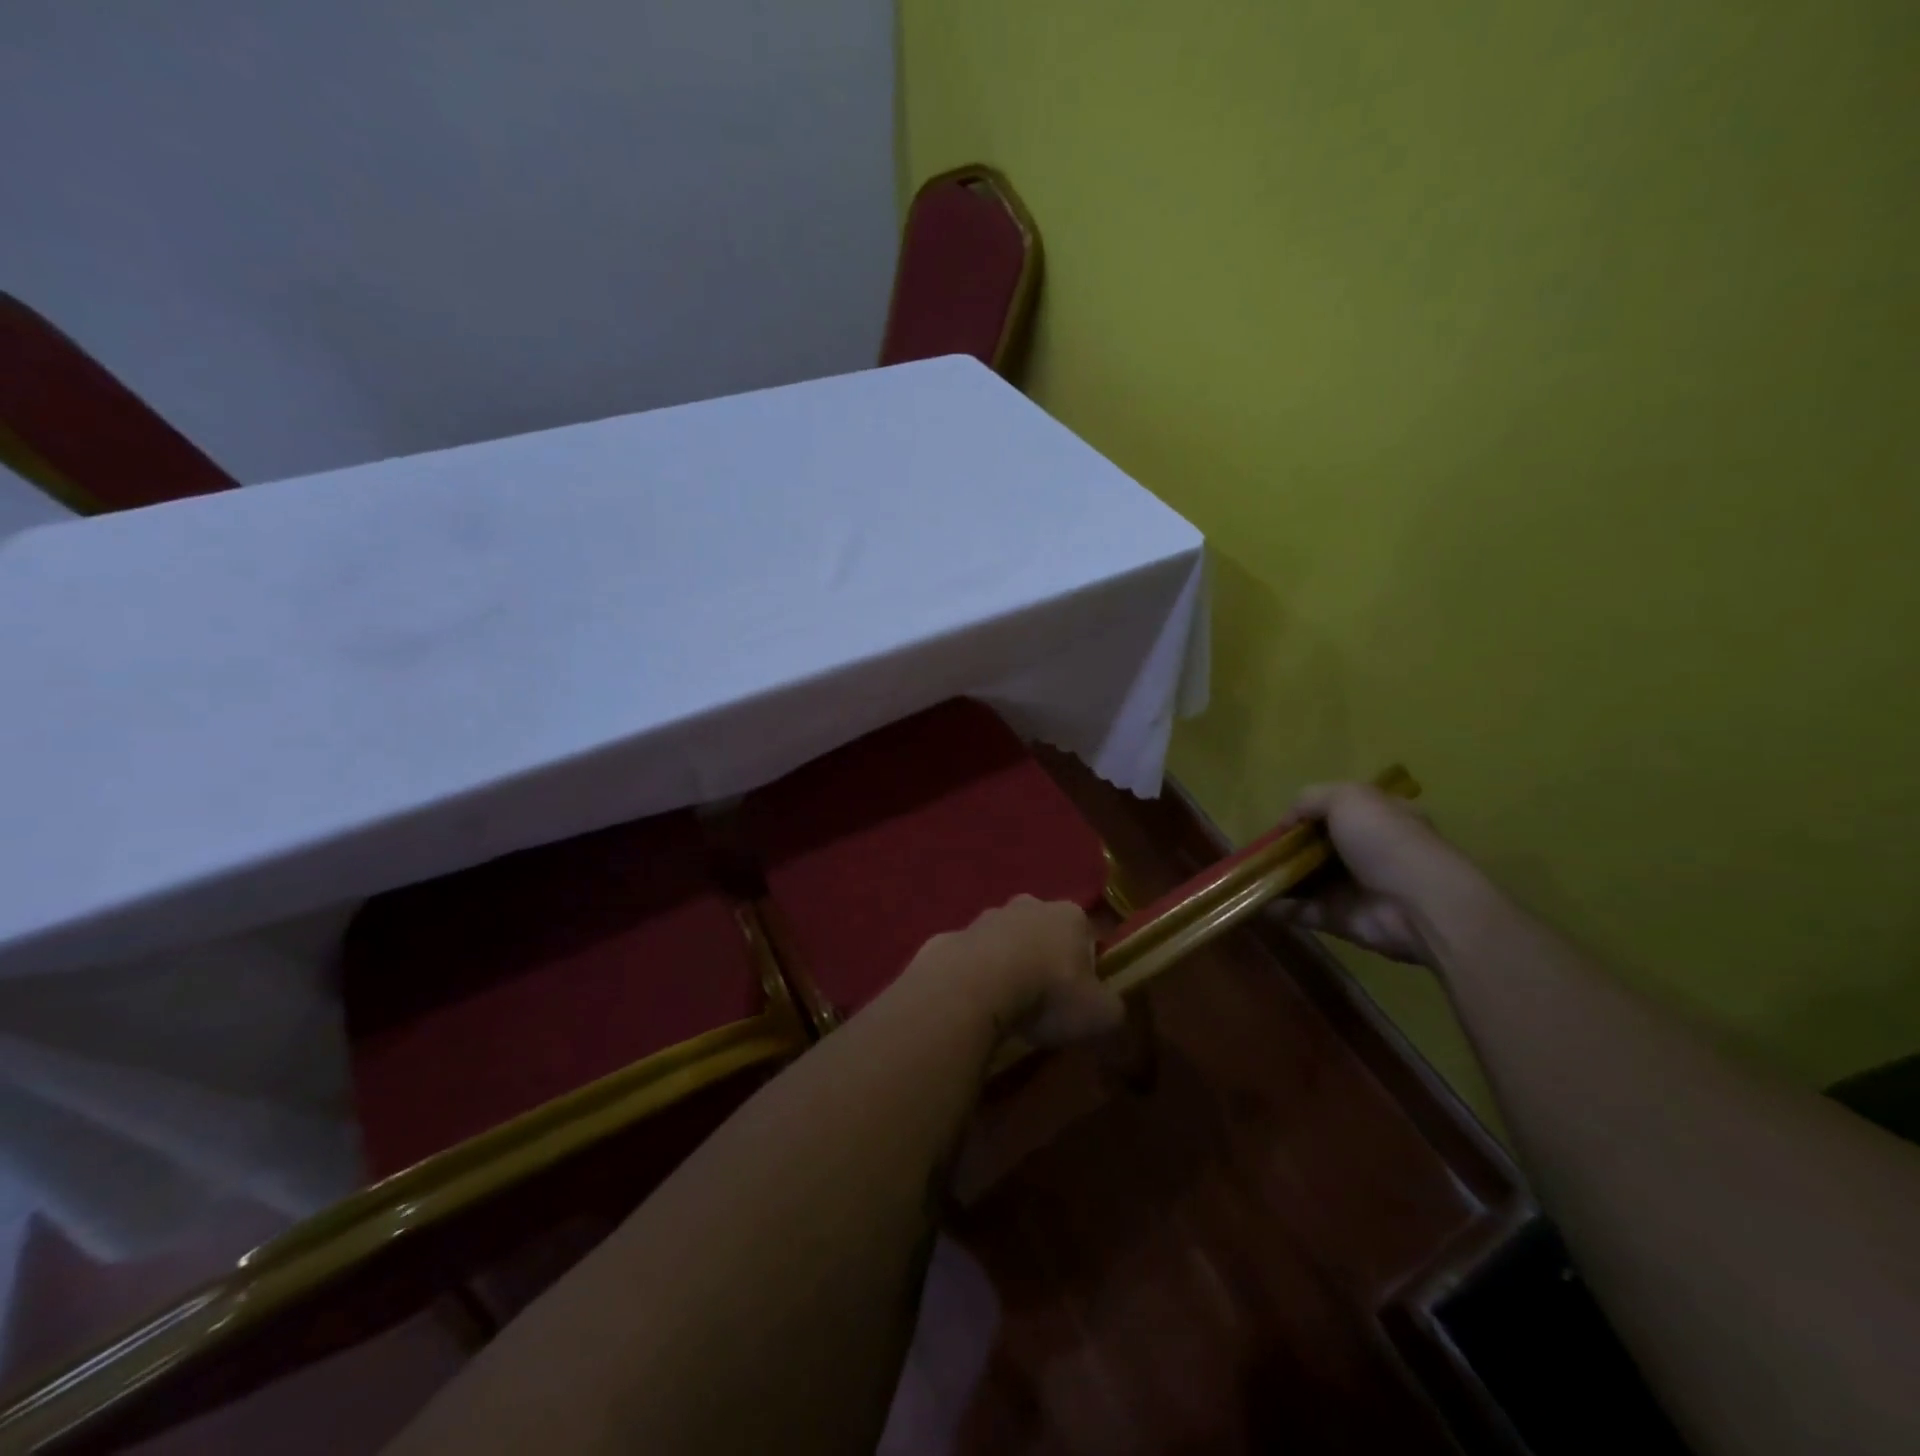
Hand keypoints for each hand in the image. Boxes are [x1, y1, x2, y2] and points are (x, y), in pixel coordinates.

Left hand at [911, 896, 1123, 1048]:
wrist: (974, 986)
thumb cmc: (1048, 993)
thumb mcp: (1100, 1015)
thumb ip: (1113, 1011)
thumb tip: (1111, 1015)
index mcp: (1069, 915)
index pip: (1086, 934)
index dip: (1087, 965)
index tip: (1081, 996)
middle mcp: (1027, 905)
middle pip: (1043, 931)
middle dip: (1044, 958)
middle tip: (1044, 1000)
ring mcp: (985, 917)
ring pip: (1004, 941)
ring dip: (1006, 964)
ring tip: (1007, 1006)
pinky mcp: (951, 936)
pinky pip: (969, 959)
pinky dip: (973, 977)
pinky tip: (974, 1005)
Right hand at [1273, 783, 1475, 966]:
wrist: (1418, 906)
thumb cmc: (1386, 841)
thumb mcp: (1348, 798)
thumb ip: (1310, 799)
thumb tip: (1286, 822)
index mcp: (1378, 818)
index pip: (1337, 811)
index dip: (1306, 815)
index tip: (1281, 824)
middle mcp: (1367, 851)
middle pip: (1317, 847)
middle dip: (1287, 849)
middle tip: (1258, 852)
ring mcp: (1354, 887)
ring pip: (1307, 879)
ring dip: (1278, 877)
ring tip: (1247, 875)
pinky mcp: (1341, 918)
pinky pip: (1303, 911)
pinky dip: (1279, 908)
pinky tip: (1255, 901)